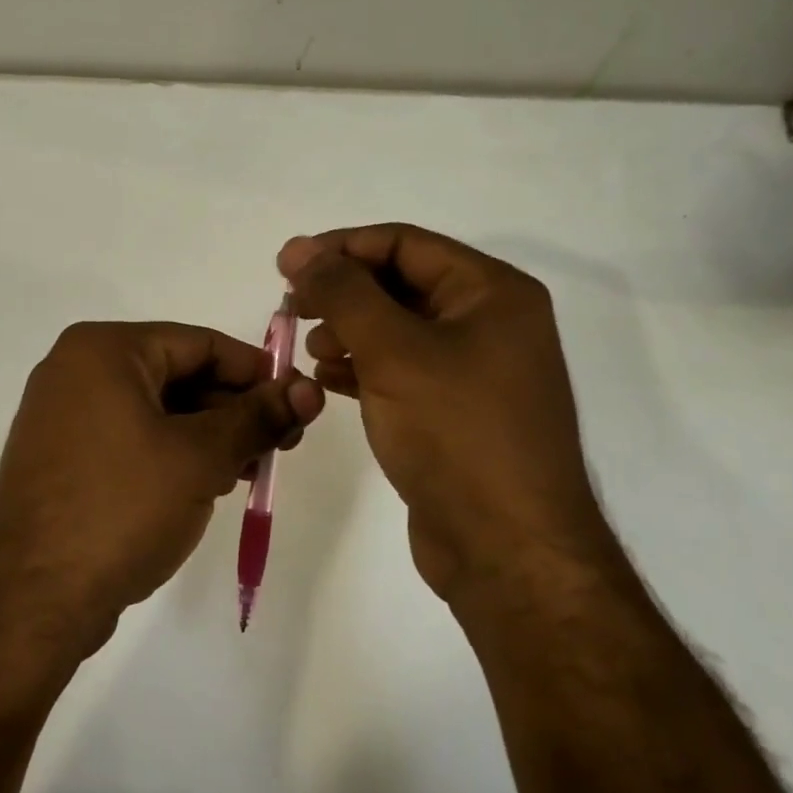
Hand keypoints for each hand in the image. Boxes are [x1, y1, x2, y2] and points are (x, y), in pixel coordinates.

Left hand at [0, 321, 322, 647]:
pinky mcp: (62, 458)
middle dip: (233, 410)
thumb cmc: (121, 508)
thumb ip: (258, 417)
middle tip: (281, 446)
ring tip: (250, 471)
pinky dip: (172, 455)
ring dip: (208, 436)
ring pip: (156, 411)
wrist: (31, 599)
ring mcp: (63, 416)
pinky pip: (131, 439)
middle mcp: (76, 370)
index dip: (256, 372)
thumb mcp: (201, 458)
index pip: (200, 343)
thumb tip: (311, 390)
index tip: (298, 404)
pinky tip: (207, 485)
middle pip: (178, 374)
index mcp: (103, 349)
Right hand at [278, 225, 610, 600]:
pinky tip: (327, 381)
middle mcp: (490, 323)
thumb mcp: (394, 351)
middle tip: (292, 309)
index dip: (341, 247)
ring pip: (397, 330)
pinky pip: (401, 371)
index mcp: (492, 293)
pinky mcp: (455, 413)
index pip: (405, 244)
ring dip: (349, 331)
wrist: (506, 549)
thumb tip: (299, 249)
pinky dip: (363, 368)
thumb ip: (342, 293)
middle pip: (401, 284)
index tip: (286, 265)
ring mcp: (475, 371)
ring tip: (311, 350)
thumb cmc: (456, 433)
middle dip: (343, 293)